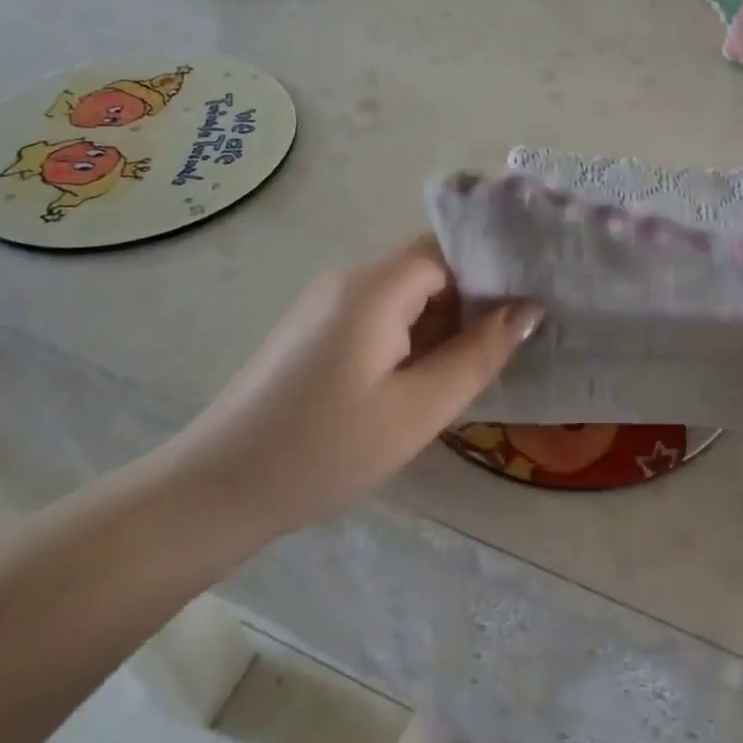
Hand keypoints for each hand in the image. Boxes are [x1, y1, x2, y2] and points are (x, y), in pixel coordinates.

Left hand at [154, 236, 542, 549]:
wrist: (214, 491)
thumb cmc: (324, 450)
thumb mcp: (418, 409)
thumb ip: (478, 354)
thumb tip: (528, 309)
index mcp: (375, 287)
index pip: (450, 251)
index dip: (492, 272)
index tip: (528, 305)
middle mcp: (350, 280)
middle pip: (429, 270)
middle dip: (471, 303)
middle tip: (506, 347)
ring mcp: (326, 304)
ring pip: (406, 296)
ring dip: (440, 325)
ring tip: (470, 369)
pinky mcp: (314, 330)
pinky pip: (379, 316)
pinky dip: (410, 338)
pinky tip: (420, 381)